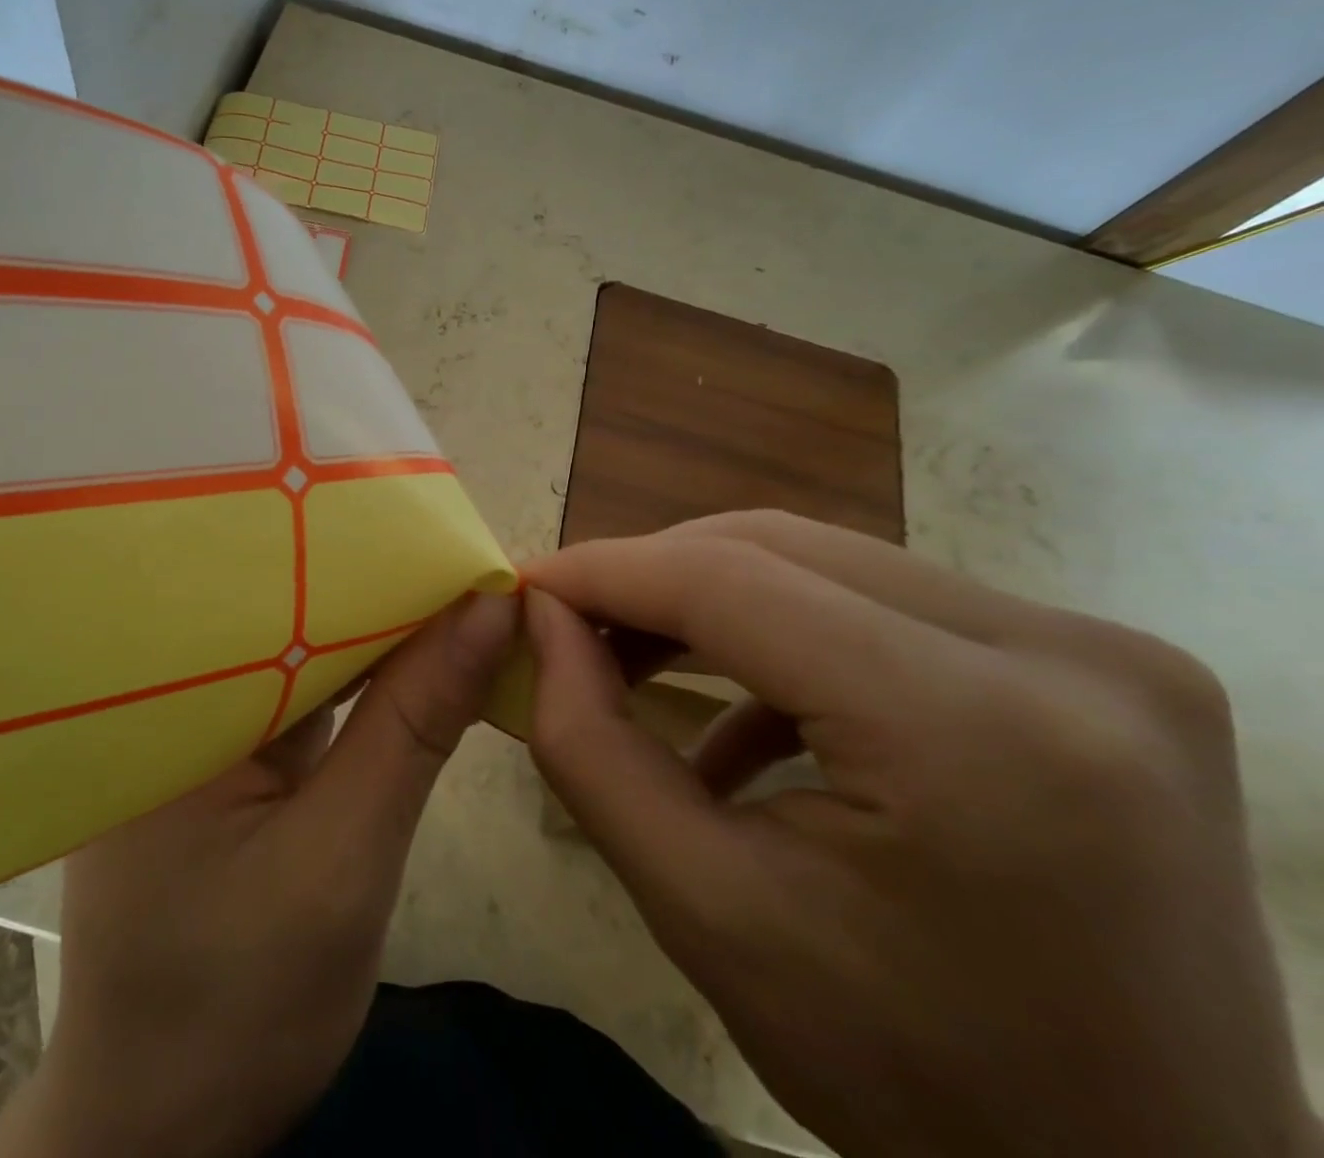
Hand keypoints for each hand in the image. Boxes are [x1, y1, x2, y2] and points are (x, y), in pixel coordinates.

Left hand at [0, 592, 517, 1157]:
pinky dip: (358, 672)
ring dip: (375, 625)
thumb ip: (414, 724)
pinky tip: (411, 649)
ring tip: (449, 581)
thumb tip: (489, 609)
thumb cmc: (240, 1005)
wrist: (168, 1129)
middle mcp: (171, 692)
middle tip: (462, 544)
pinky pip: (300, 689)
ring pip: (300, 646)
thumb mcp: (344, 860)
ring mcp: (199, 724)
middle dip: (376, 583)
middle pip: (287, 610)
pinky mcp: (228, 753)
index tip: (449, 529)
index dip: (366, 554)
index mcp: (166, 699)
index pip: (274, 591)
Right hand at [523, 511, 1320, 1157]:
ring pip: (828, 562)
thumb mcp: (704, 912)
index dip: (608, 571)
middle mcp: (1064, 655)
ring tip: (634, 655)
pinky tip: (741, 711)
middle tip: (571, 622)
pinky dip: (788, 634)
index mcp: (973, 733)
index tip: (528, 583)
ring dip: (712, 599)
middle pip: (781, 550)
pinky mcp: (1098, 663)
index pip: (732, 584)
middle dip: (653, 577)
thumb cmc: (909, 1078)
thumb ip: (592, 745)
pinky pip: (886, 604)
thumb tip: (541, 616)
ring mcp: (1099, 650)